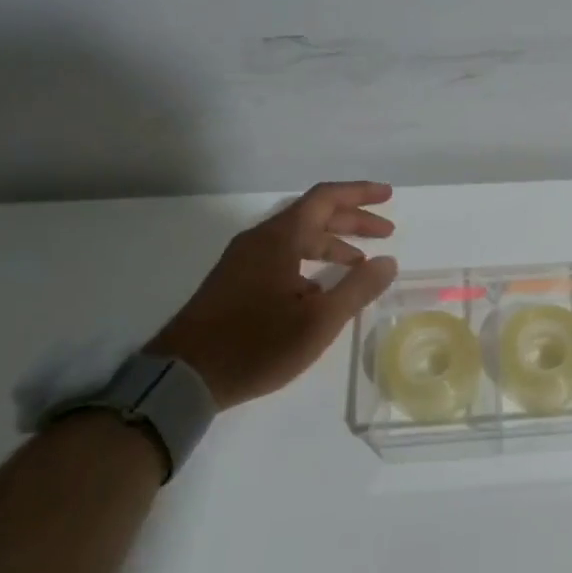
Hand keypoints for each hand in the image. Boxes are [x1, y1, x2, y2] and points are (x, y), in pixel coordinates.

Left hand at [148, 181, 398, 408]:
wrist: (183, 378)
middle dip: (352, 221)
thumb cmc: (256, 345)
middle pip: (313, 215)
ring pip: (297, 238)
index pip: (325, 199)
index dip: (360, 194)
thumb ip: (358, 288)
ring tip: (360, 265)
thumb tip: (388, 261)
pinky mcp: (234, 282)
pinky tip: (323, 290)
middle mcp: (259, 240)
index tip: (388, 196)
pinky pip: (281, 257)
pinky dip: (310, 262)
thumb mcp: (319, 321)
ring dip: (332, 244)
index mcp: (279, 239)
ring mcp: (243, 261)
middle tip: (386, 232)